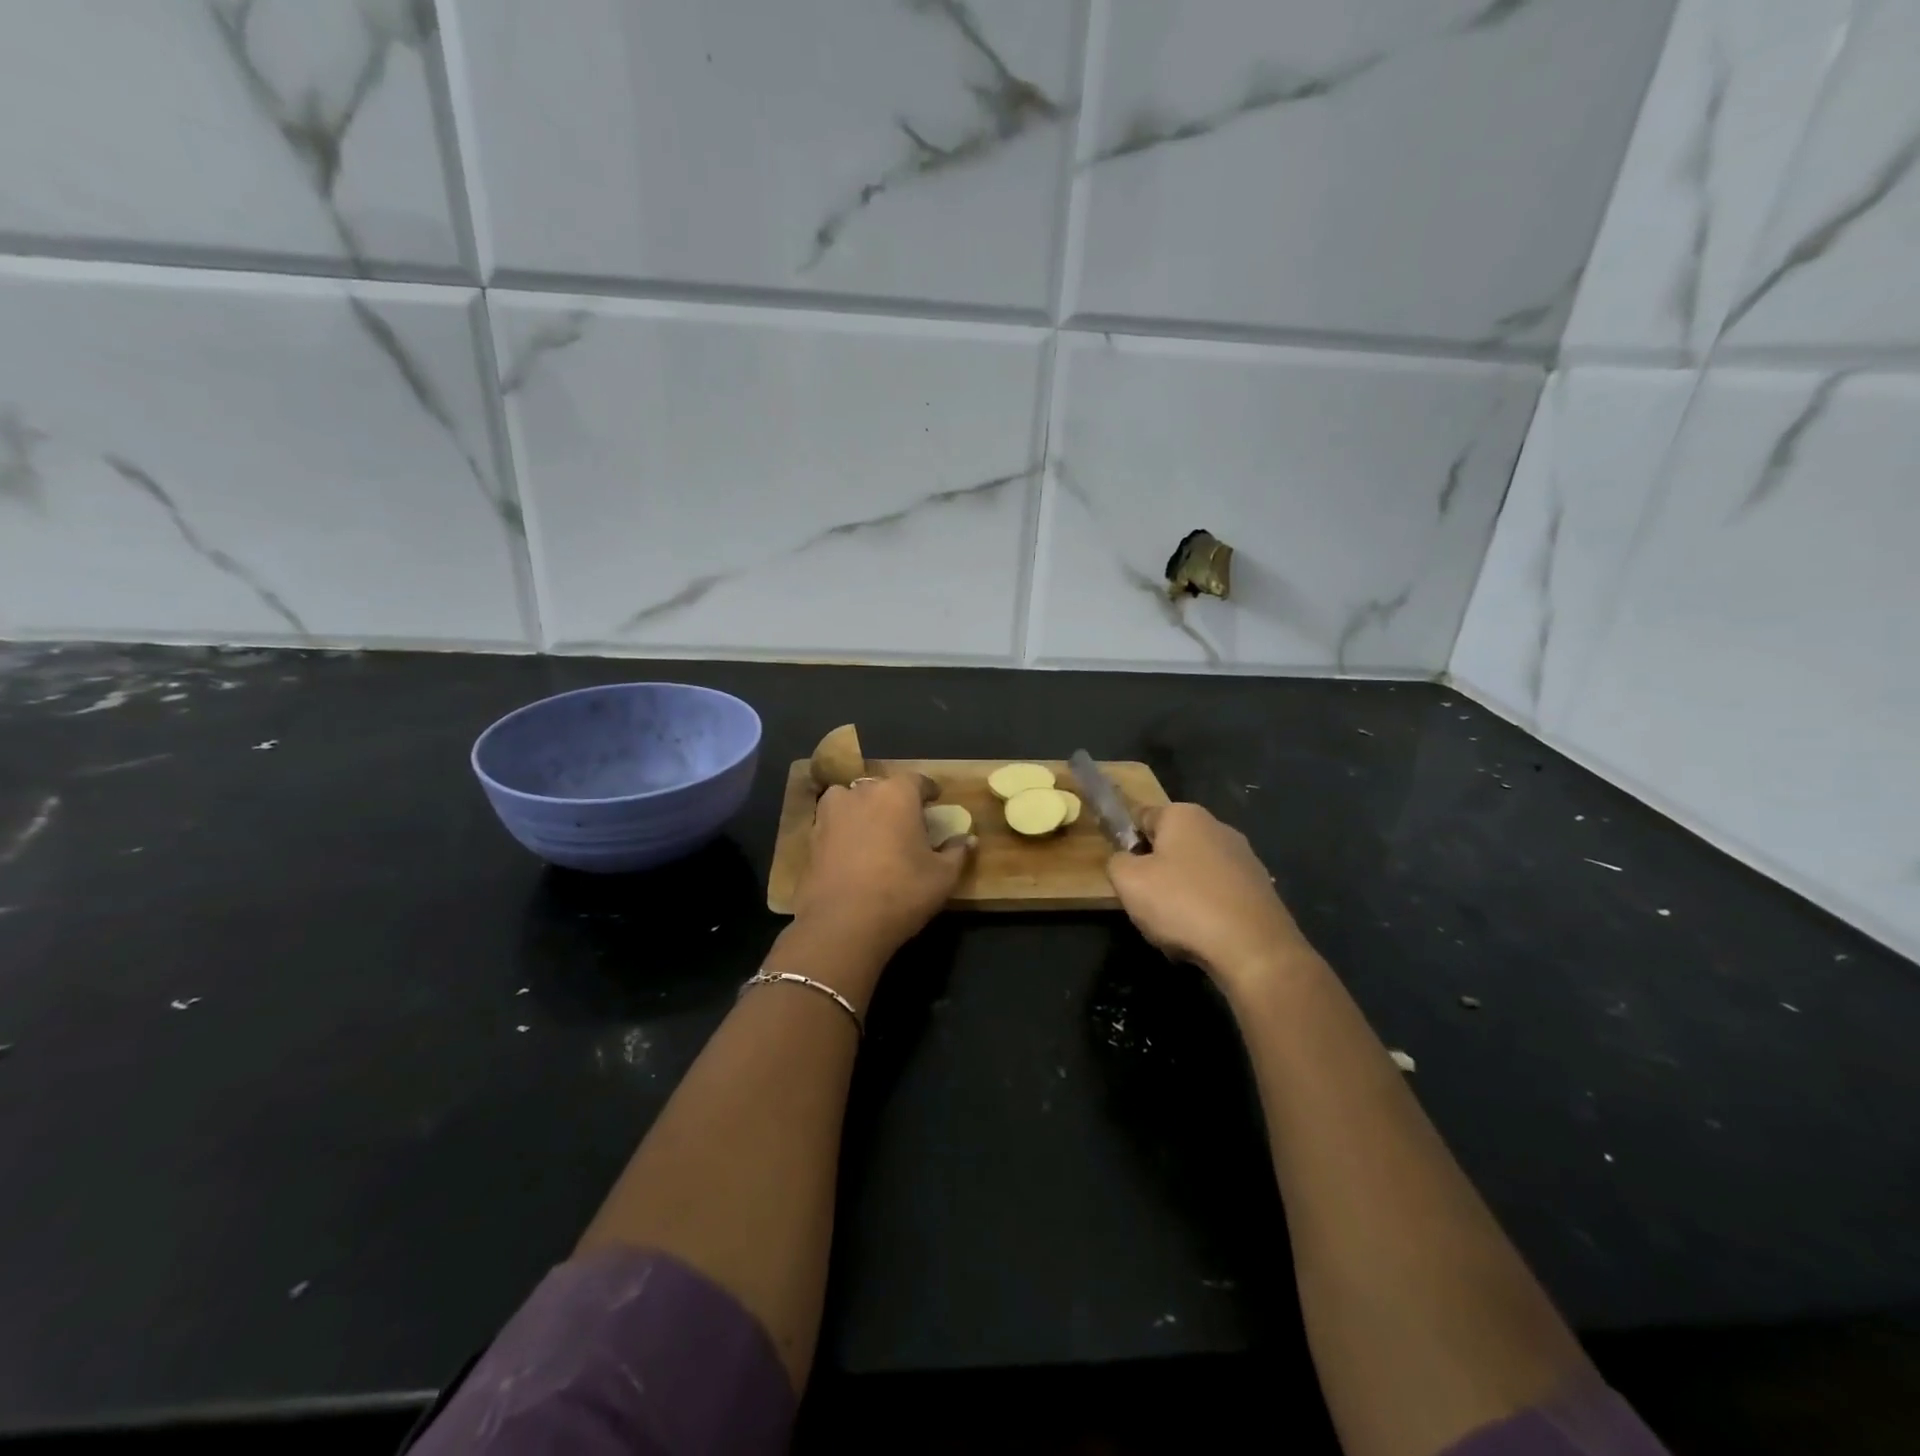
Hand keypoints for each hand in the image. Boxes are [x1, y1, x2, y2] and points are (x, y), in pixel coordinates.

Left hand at [791, 774, 974, 969]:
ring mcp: (831, 813)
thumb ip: (957, 852)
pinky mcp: (811, 837)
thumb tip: (968, 839)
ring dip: (864, 810)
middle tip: (906, 823)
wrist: (841, 924)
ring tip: (874, 833)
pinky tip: (851, 852)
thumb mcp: (942, 877)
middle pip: (882, 788)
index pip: (917, 780)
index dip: (928, 791)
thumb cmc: (901, 892)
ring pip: (852, 801)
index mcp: (897, 794)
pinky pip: (833, 824)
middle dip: (895, 801)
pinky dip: (843, 831)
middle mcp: (861, 793)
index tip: (934, 802)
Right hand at [1107, 803, 1316, 995]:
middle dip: (1155, 871)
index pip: (1141, 816)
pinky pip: (1218, 895)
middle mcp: (1217, 827)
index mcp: (1184, 815)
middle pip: (1170, 846)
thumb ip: (1116, 862)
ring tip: (1173, 927)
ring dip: (1179, 895)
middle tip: (1143, 902)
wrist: (1254, 949)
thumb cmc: (1183, 904)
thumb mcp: (1128, 881)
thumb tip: (1125, 860)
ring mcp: (1244, 858)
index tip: (1121, 870)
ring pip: (1194, 873)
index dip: (1125, 840)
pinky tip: (1201, 936)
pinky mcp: (1260, 888)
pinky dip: (1206, 911)